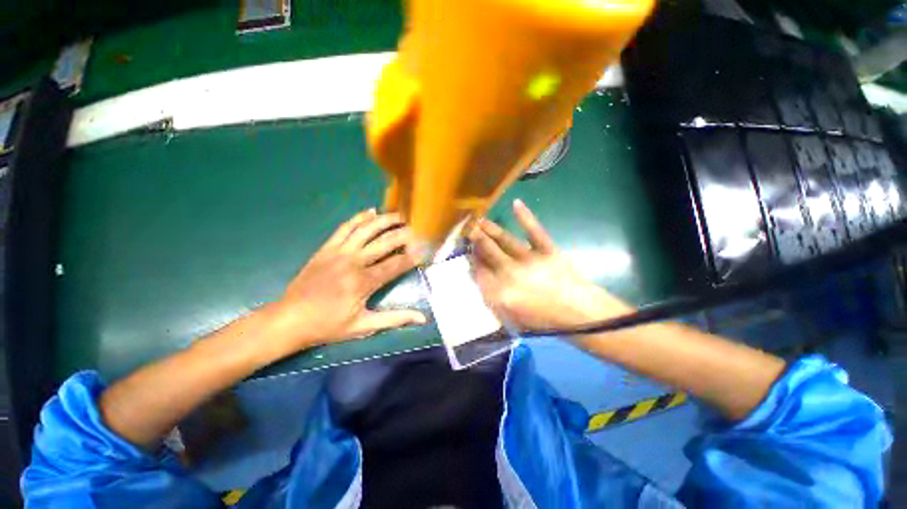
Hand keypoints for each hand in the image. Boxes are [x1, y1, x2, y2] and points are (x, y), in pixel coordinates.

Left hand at [263, 209, 425, 356]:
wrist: (289, 319)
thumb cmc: (328, 325)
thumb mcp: (364, 326)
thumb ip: (395, 319)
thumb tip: (422, 318)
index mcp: (364, 281)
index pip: (396, 263)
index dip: (413, 256)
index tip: (425, 249)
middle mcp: (354, 261)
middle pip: (385, 242)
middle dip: (405, 234)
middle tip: (418, 229)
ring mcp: (339, 251)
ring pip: (367, 229)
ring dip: (386, 220)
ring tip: (401, 216)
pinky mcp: (327, 248)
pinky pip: (345, 227)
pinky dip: (359, 217)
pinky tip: (371, 211)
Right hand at [468, 200, 629, 331]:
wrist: (580, 317)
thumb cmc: (544, 322)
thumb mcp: (511, 319)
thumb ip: (492, 299)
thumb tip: (480, 277)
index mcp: (500, 293)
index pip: (478, 271)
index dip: (471, 259)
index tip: (467, 251)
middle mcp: (510, 274)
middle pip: (487, 252)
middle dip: (475, 239)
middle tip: (468, 229)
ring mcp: (529, 260)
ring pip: (504, 240)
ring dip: (490, 228)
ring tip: (479, 221)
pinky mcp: (547, 250)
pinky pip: (534, 230)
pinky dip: (525, 216)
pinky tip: (516, 203)